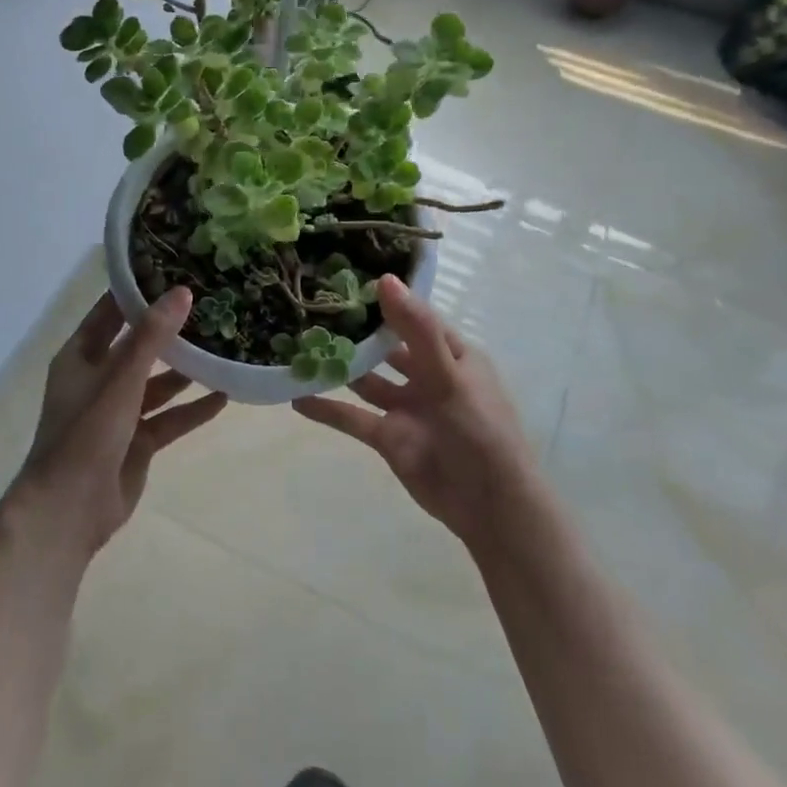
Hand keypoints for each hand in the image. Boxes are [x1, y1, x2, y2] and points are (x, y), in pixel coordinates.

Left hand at [10, 288, 227, 557]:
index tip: (177, 270)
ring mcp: (119, 412)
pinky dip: (192, 409)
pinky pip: (169, 418)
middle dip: (171, 331)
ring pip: (158, 383)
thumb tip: (183, 291)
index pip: (112, 311)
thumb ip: (152, 337)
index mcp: (81, 356)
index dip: (140, 291)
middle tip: (212, 307)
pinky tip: (224, 396)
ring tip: (223, 348)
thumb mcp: (120, 380)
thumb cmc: (86, 435)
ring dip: (186, 370)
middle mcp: (99, 378)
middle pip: (139, 346)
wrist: (69, 512)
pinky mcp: (137, 441)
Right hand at [293, 275, 537, 547]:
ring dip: (337, 367)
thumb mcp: (450, 376)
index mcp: (451, 354)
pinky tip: (295, 398)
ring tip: (296, 348)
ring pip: (365, 380)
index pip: (413, 316)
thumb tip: (385, 280)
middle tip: (310, 309)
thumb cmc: (480, 432)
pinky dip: (327, 408)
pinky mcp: (389, 437)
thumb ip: (417, 330)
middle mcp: (427, 375)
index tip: (343, 279)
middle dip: (354, 331)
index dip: (384, 298)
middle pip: (385, 346)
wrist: (490, 508)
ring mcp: (406, 407)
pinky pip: (353, 417)